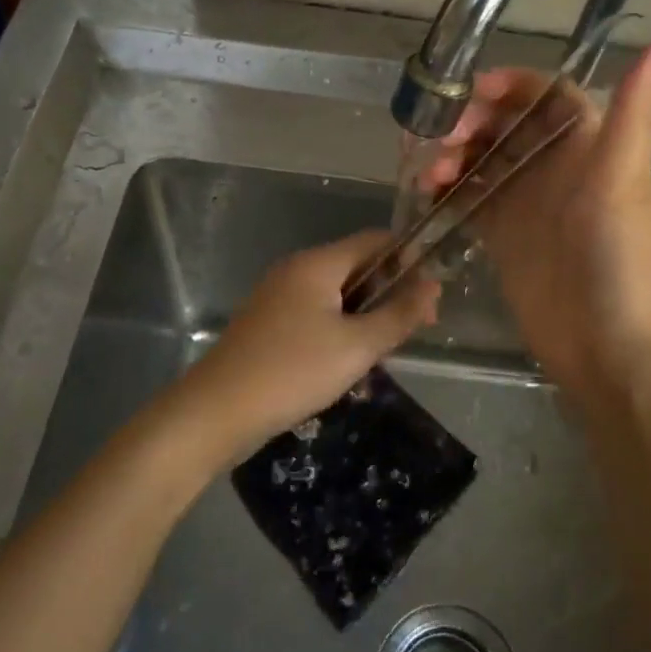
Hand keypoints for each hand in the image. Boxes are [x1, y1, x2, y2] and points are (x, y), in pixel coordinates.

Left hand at [159, 230, 440, 459]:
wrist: (217, 410)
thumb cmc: (293, 371)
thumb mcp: (357, 346)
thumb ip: (399, 314)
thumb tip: (433, 286)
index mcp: (317, 263)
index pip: (375, 240)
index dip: (409, 260)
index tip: (429, 298)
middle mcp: (296, 269)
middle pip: (356, 266)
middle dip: (389, 292)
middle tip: (412, 331)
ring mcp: (278, 296)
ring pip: (337, 293)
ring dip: (365, 315)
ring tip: (382, 351)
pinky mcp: (268, 323)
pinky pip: (315, 313)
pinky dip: (339, 328)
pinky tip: (346, 362)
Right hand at [421, 44, 650, 402]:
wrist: (607, 348)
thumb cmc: (619, 259)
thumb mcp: (622, 181)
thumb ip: (632, 113)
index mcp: (590, 146)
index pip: (548, 95)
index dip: (512, 84)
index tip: (474, 90)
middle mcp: (556, 168)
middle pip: (506, 125)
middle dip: (471, 122)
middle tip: (443, 139)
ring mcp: (527, 203)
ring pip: (482, 160)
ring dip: (453, 156)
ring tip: (430, 175)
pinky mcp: (504, 236)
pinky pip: (469, 199)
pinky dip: (447, 191)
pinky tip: (427, 194)